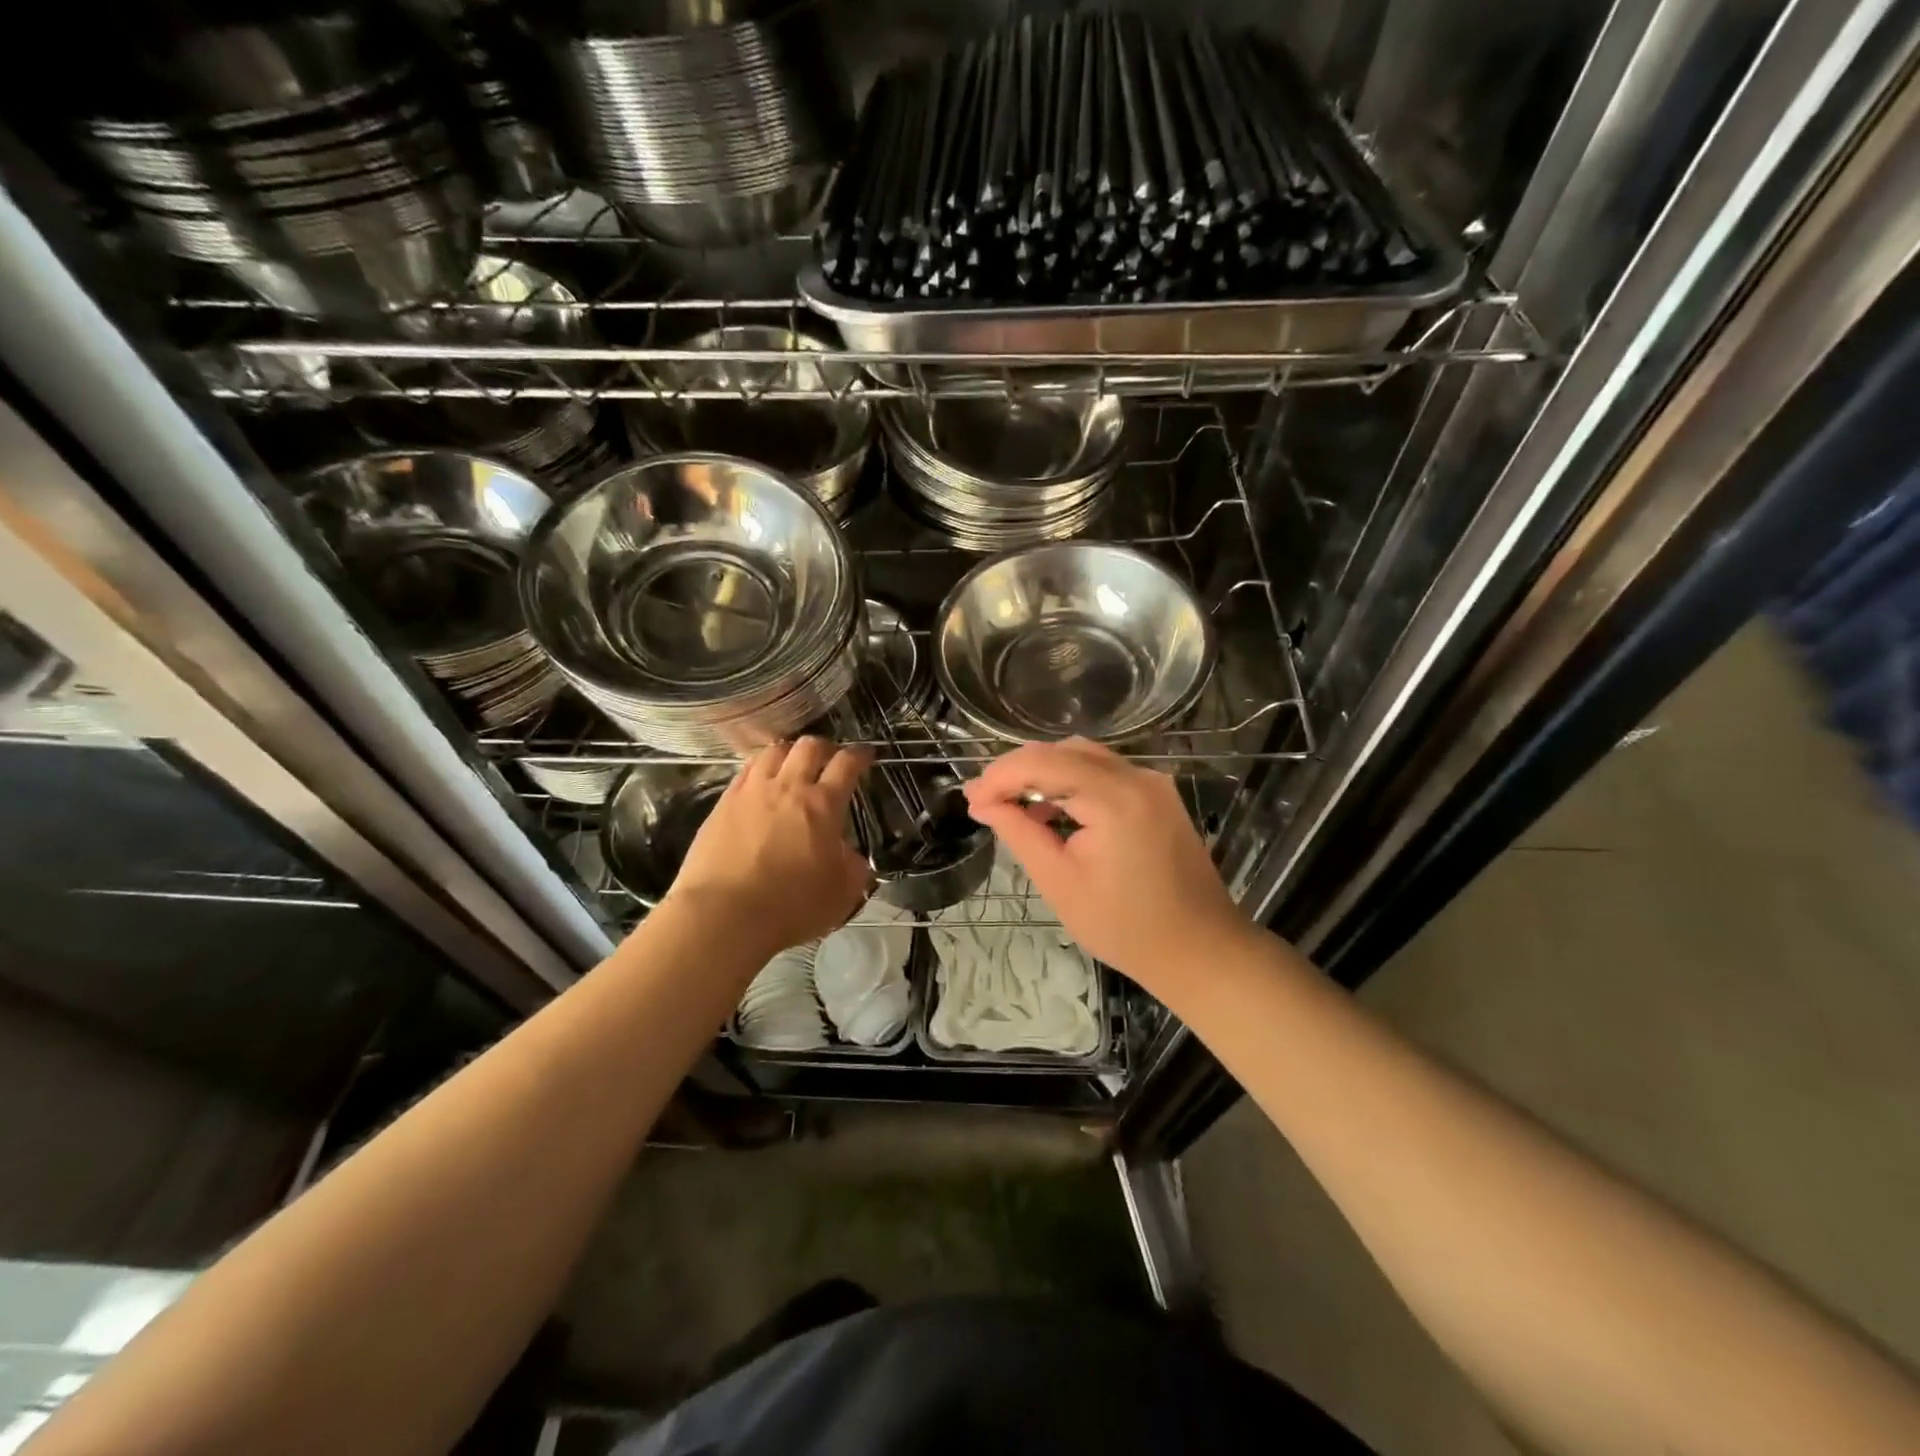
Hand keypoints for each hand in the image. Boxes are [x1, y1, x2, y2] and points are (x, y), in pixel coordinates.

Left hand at [663, 737, 872, 955]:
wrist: (723, 914)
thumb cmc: (790, 906)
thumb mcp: (842, 894)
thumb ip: (854, 868)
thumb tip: (850, 856)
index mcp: (823, 805)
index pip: (847, 764)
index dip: (860, 755)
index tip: (865, 756)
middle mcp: (788, 787)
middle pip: (809, 747)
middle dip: (825, 748)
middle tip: (829, 760)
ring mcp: (751, 791)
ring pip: (774, 751)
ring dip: (789, 753)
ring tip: (792, 766)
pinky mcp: (723, 803)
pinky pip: (746, 771)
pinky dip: (760, 769)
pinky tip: (760, 783)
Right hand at [963, 739, 1252, 997]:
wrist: (1199, 949)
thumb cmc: (1125, 928)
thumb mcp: (1060, 883)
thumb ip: (1020, 833)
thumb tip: (983, 804)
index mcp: (1114, 798)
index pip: (1042, 763)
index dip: (1000, 776)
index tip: (970, 800)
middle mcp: (1137, 777)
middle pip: (1063, 751)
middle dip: (1018, 770)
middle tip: (984, 801)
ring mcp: (1153, 783)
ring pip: (1084, 757)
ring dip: (1044, 773)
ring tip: (1011, 804)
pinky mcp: (1159, 795)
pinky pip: (1105, 773)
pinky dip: (1072, 783)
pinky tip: (1052, 811)